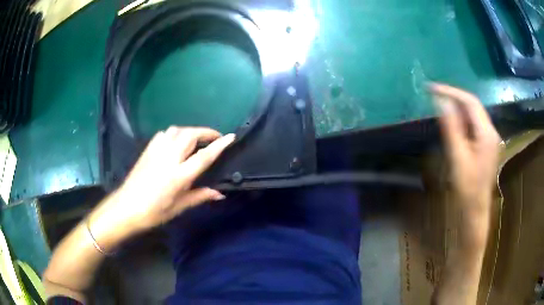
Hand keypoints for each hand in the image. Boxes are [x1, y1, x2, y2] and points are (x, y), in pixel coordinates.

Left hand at [89, 126, 234, 249]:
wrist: (126, 207)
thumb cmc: (154, 212)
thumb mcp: (179, 207)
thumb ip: (200, 196)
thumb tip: (219, 193)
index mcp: (178, 175)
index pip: (204, 156)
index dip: (219, 145)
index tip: (231, 136)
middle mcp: (169, 158)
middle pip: (191, 135)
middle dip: (206, 132)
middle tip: (214, 138)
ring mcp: (157, 151)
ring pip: (177, 130)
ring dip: (190, 131)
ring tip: (196, 139)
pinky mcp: (148, 149)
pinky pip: (165, 134)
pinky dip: (175, 133)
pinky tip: (176, 141)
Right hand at [432, 84, 501, 246]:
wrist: (474, 209)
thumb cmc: (466, 187)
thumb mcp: (457, 156)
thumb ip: (451, 127)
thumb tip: (441, 101)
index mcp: (487, 133)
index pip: (470, 102)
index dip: (452, 92)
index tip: (432, 88)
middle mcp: (491, 131)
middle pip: (474, 105)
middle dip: (454, 97)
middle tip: (434, 93)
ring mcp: (490, 138)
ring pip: (474, 113)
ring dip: (458, 106)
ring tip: (441, 103)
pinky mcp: (486, 144)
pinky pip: (474, 123)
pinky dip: (462, 117)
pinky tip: (453, 119)